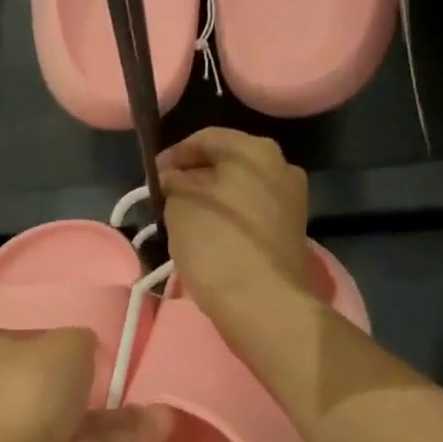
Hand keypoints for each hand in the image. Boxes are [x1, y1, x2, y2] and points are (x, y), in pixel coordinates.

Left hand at [0, 328, 170, 441]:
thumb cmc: (30, 390)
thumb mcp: (67, 344)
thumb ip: (83, 343)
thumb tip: (86, 350)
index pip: (32, 342)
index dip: (63, 346)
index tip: (96, 353)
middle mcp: (3, 391)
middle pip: (53, 385)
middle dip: (93, 387)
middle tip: (134, 388)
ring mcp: (20, 434)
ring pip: (74, 420)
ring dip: (117, 419)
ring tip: (164, 417)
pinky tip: (155, 436)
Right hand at [159, 129, 311, 338]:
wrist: (261, 302)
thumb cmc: (215, 244)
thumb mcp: (179, 205)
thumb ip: (174, 182)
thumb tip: (174, 178)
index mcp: (254, 150)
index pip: (205, 139)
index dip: (173, 155)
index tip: (151, 177)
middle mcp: (281, 166)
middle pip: (226, 163)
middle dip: (194, 178)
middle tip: (166, 199)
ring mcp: (291, 200)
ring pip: (239, 190)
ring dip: (211, 199)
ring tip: (183, 221)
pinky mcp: (291, 230)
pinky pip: (251, 213)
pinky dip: (229, 218)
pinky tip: (209, 237)